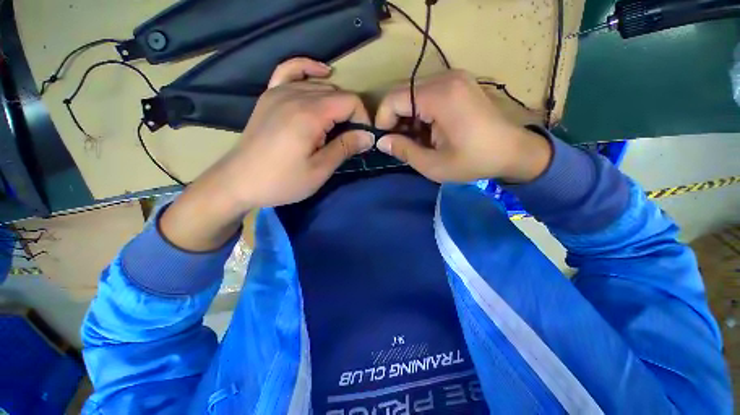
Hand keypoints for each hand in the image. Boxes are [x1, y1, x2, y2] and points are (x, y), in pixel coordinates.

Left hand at [160, 58, 373, 250]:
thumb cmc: (282, 181)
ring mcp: (279, 92)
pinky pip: (290, 71)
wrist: (239, 181)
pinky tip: (322, 73)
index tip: (363, 139)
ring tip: (337, 125)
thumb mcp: (319, 170)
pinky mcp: (269, 96)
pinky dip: (308, 69)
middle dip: (351, 114)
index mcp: (310, 114)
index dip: (363, 119)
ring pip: (320, 86)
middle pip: (337, 93)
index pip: (350, 101)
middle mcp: (295, 96)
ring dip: (336, 103)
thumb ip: (345, 148)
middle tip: (351, 139)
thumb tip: (368, 135)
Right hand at [375, 70, 551, 183]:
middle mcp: (446, 78)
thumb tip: (382, 142)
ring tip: (416, 140)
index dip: (383, 120)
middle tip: (400, 143)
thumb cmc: (474, 161)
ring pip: (414, 93)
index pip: (394, 99)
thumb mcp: (433, 165)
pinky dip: (421, 112)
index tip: (386, 140)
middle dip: (395, 119)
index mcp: (440, 96)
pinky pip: (427, 93)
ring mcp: (454, 78)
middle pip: (403, 93)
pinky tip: (428, 130)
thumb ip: (404, 151)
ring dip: (408, 117)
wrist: (514, 152)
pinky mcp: (459, 83)